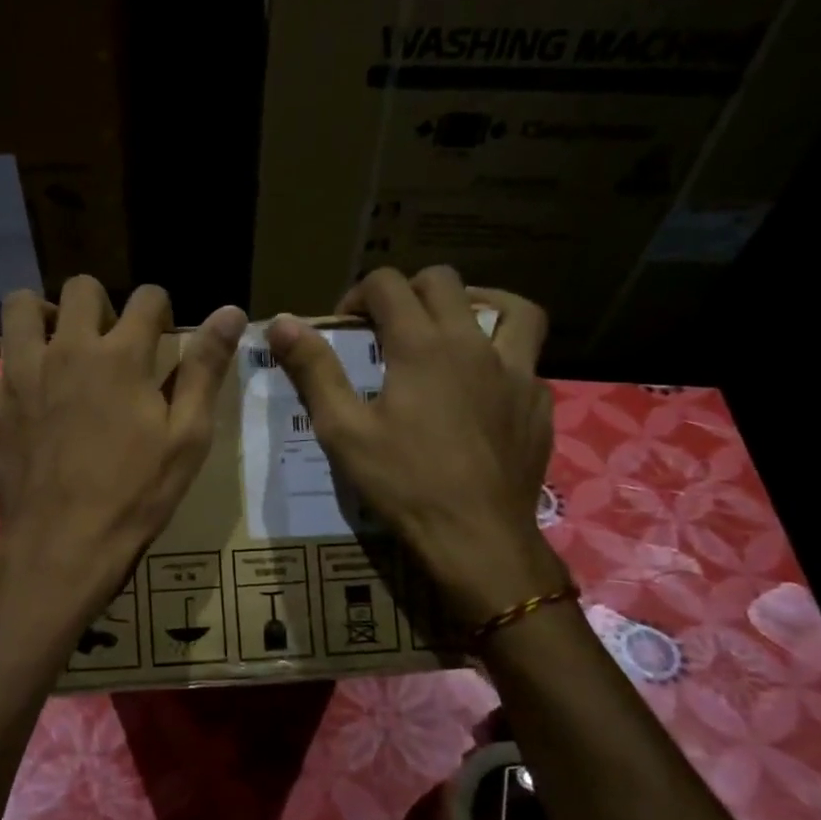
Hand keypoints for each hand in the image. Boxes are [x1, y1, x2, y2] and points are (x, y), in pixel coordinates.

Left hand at [0, 278, 246, 611]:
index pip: (146, 297)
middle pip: (81, 288)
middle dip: (99, 305)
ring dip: (40, 315)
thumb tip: (232, 311)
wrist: (65, 544)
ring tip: (53, 344)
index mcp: (122, 355)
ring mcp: (19, 372)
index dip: (159, 310)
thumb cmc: (136, 494)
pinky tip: (4, 366)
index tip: (159, 335)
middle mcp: (67, 348)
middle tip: (106, 343)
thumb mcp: (187, 436)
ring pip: (18, 306)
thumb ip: (205, 369)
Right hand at [266, 266, 563, 624]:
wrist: (477, 538)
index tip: (345, 327)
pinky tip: (483, 389)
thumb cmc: (404, 482)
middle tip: (388, 327)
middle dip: (408, 292)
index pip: (388, 284)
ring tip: (453, 328)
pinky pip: (526, 358)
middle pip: (444, 281)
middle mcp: (473, 343)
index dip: (358, 295)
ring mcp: (516, 370)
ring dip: (476, 304)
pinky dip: (501, 357)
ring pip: (510, 307)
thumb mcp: (343, 429)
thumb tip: (282, 324)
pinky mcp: (538, 401)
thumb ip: (314, 370)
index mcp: (422, 344)